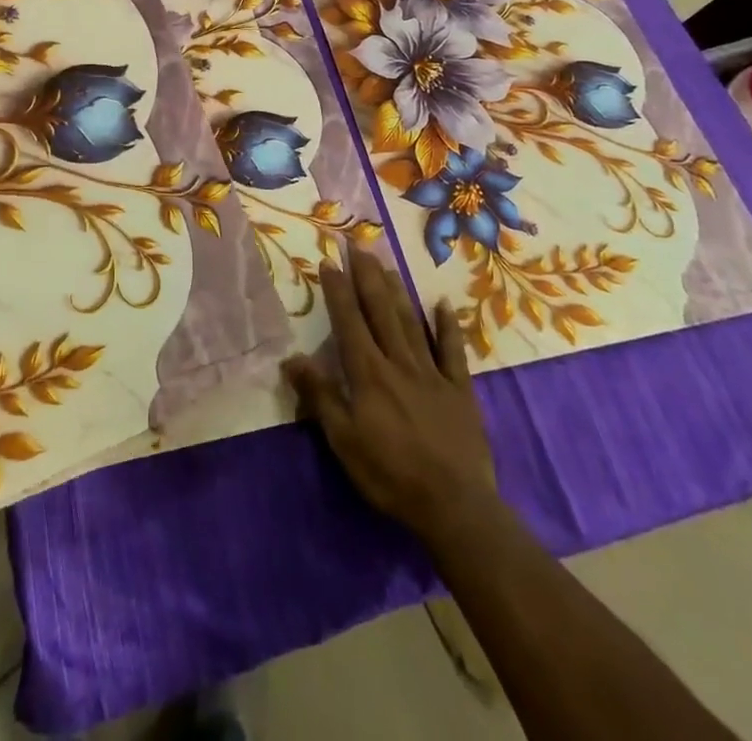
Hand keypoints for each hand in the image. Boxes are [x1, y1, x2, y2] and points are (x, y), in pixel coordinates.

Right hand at [284, 247, 497, 550]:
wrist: (455, 506)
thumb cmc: (390, 475)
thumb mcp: (344, 442)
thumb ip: (320, 397)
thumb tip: (291, 359)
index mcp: (369, 374)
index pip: (349, 322)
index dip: (338, 291)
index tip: (329, 261)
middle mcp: (399, 362)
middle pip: (381, 311)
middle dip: (368, 277)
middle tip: (359, 245)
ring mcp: (433, 373)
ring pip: (412, 323)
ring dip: (398, 291)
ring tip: (387, 264)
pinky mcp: (460, 390)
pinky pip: (453, 351)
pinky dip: (448, 326)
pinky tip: (443, 304)